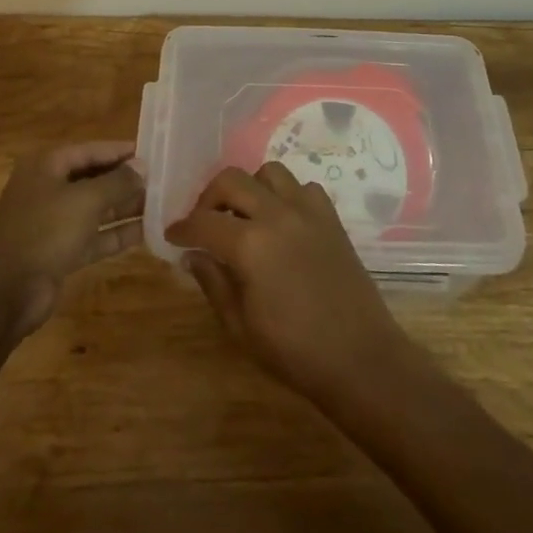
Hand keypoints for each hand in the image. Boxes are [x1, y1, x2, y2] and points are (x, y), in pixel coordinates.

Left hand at [0, 142, 144, 341]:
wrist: (4, 294)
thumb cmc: (44, 232)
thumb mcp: (85, 201)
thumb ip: (117, 182)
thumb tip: (142, 166)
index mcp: (47, 166)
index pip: (90, 150)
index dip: (121, 151)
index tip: (153, 152)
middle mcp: (49, 189)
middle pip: (93, 178)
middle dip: (125, 180)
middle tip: (162, 180)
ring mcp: (53, 222)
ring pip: (96, 208)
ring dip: (125, 207)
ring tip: (161, 204)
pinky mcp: (60, 251)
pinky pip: (94, 235)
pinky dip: (116, 233)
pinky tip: (146, 232)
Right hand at [165, 162, 410, 402]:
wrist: (360, 359)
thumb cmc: (294, 352)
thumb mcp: (240, 327)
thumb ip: (213, 283)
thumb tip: (193, 255)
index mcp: (250, 245)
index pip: (203, 222)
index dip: (182, 228)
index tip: (172, 236)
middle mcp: (277, 215)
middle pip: (232, 180)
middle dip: (209, 197)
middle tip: (204, 222)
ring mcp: (308, 211)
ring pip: (269, 172)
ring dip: (249, 188)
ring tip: (244, 216)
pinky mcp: (331, 218)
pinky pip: (302, 187)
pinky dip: (286, 196)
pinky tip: (282, 222)